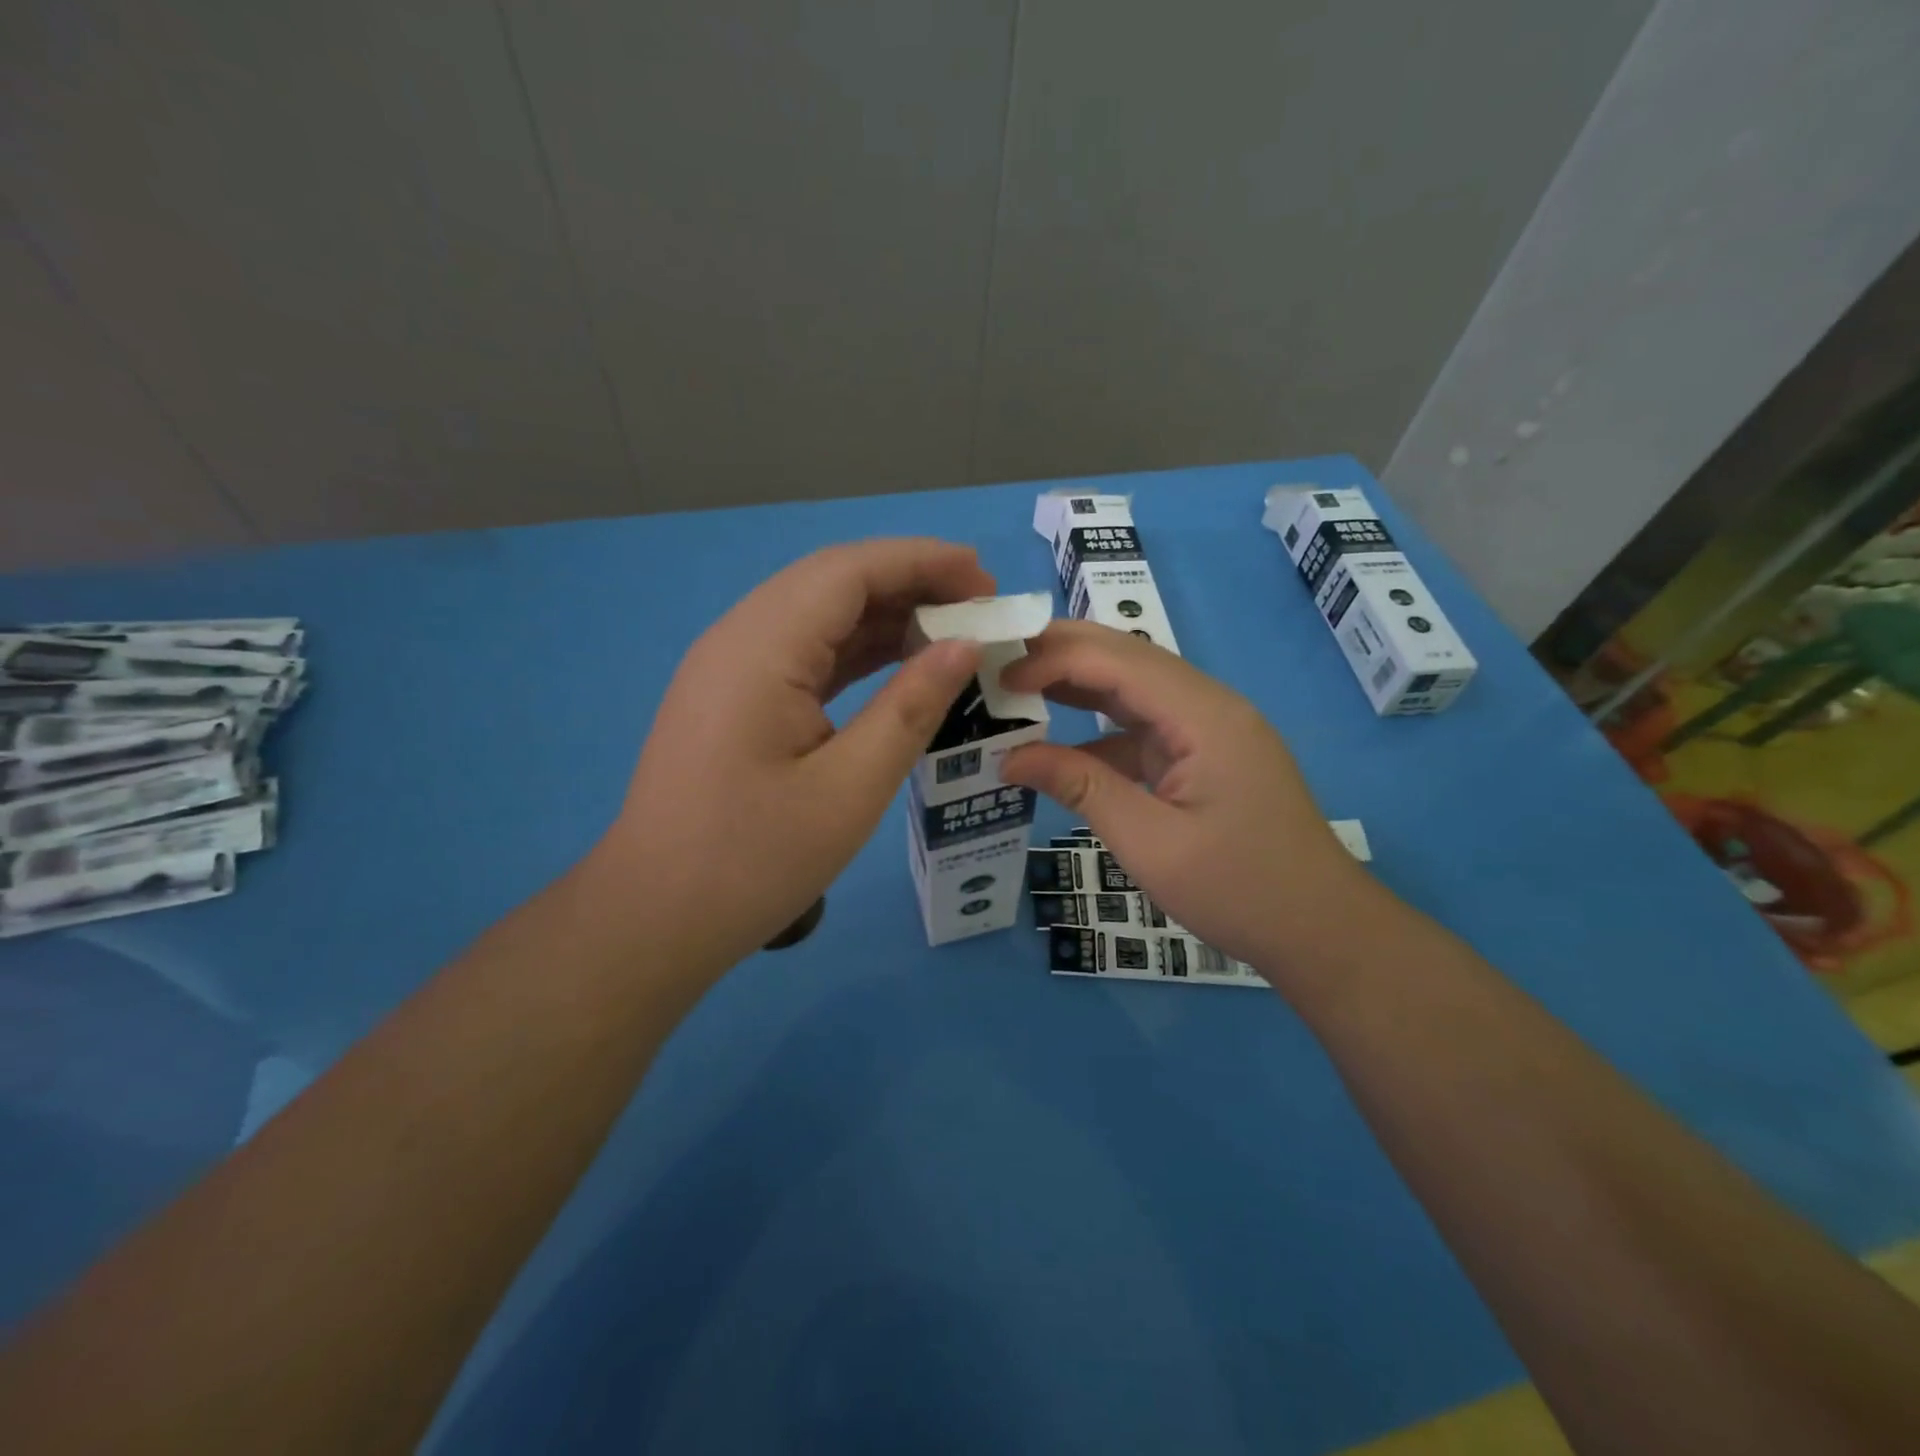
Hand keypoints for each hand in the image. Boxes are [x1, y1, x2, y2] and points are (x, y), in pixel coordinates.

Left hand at [597, 539, 990, 972]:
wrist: (656, 916)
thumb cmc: (755, 859)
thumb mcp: (850, 788)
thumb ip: (910, 707)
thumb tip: (963, 646)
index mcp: (762, 648)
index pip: (849, 571)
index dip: (923, 561)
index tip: (987, 581)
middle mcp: (740, 638)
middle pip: (833, 582)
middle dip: (911, 582)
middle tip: (980, 608)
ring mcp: (731, 667)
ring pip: (819, 615)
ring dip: (886, 615)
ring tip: (954, 632)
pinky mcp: (734, 696)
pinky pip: (804, 652)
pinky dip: (857, 650)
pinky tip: (901, 664)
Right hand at [1000, 620, 1389, 982]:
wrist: (1320, 930)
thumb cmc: (1239, 890)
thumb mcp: (1149, 843)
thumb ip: (1080, 788)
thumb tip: (1011, 757)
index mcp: (1203, 715)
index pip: (1116, 660)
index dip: (1051, 659)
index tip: (996, 679)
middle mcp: (1208, 705)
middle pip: (1127, 659)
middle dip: (1060, 655)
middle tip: (997, 666)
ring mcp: (1209, 729)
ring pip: (1133, 688)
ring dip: (1077, 687)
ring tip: (1016, 691)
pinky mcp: (1204, 754)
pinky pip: (1143, 727)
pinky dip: (1099, 730)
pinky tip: (1061, 746)